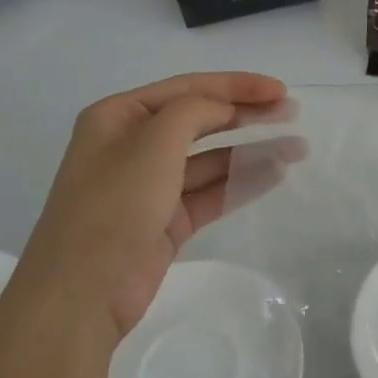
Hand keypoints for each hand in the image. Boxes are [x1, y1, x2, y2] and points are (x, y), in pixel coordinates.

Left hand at [4, 73, 302, 341]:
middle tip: (293, 114)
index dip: (237, 85)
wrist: (82, 292)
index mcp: (119, 117)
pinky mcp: (167, 220)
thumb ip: (195, 112)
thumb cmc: (113, 206)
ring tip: (296, 149)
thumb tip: (226, 108)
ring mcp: (151, 185)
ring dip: (252, 151)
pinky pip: (212, 192)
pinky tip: (275, 175)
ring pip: (212, 159)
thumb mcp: (153, 144)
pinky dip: (242, 182)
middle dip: (248, 116)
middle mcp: (134, 145)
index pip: (188, 88)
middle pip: (202, 121)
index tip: (281, 90)